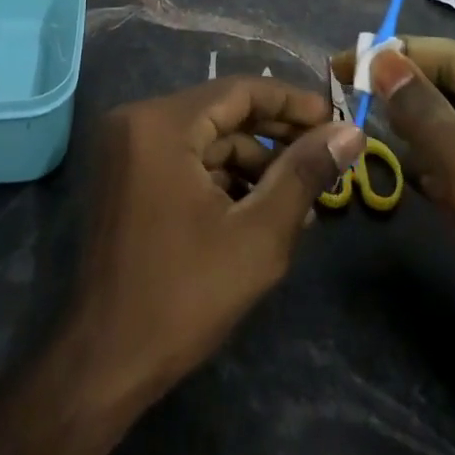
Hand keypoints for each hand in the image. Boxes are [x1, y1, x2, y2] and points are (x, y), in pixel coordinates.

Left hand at [65, 76, 363, 403]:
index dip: (291, 102)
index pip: (238, 90)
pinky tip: (258, 207)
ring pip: (204, 138)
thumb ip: (304, 174)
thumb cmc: (184, 297)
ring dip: (251, 161)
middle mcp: (137, 121)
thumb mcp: (258, 236)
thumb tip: (350, 131)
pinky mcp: (124, 176)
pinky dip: (221, 176)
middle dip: (274, 134)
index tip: (334, 117)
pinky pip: (183, 159)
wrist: (104, 364)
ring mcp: (125, 149)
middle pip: (221, 111)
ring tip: (300, 194)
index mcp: (161, 124)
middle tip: (325, 153)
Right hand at [332, 37, 454, 445]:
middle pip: (445, 84)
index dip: (398, 55)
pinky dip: (413, 153)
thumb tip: (378, 58)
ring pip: (439, 118)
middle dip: (397, 88)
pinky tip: (379, 154)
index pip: (453, 58)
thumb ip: (424, 115)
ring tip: (349, 114)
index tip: (341, 60)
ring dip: (400, 120)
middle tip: (338, 87)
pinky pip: (441, 152)